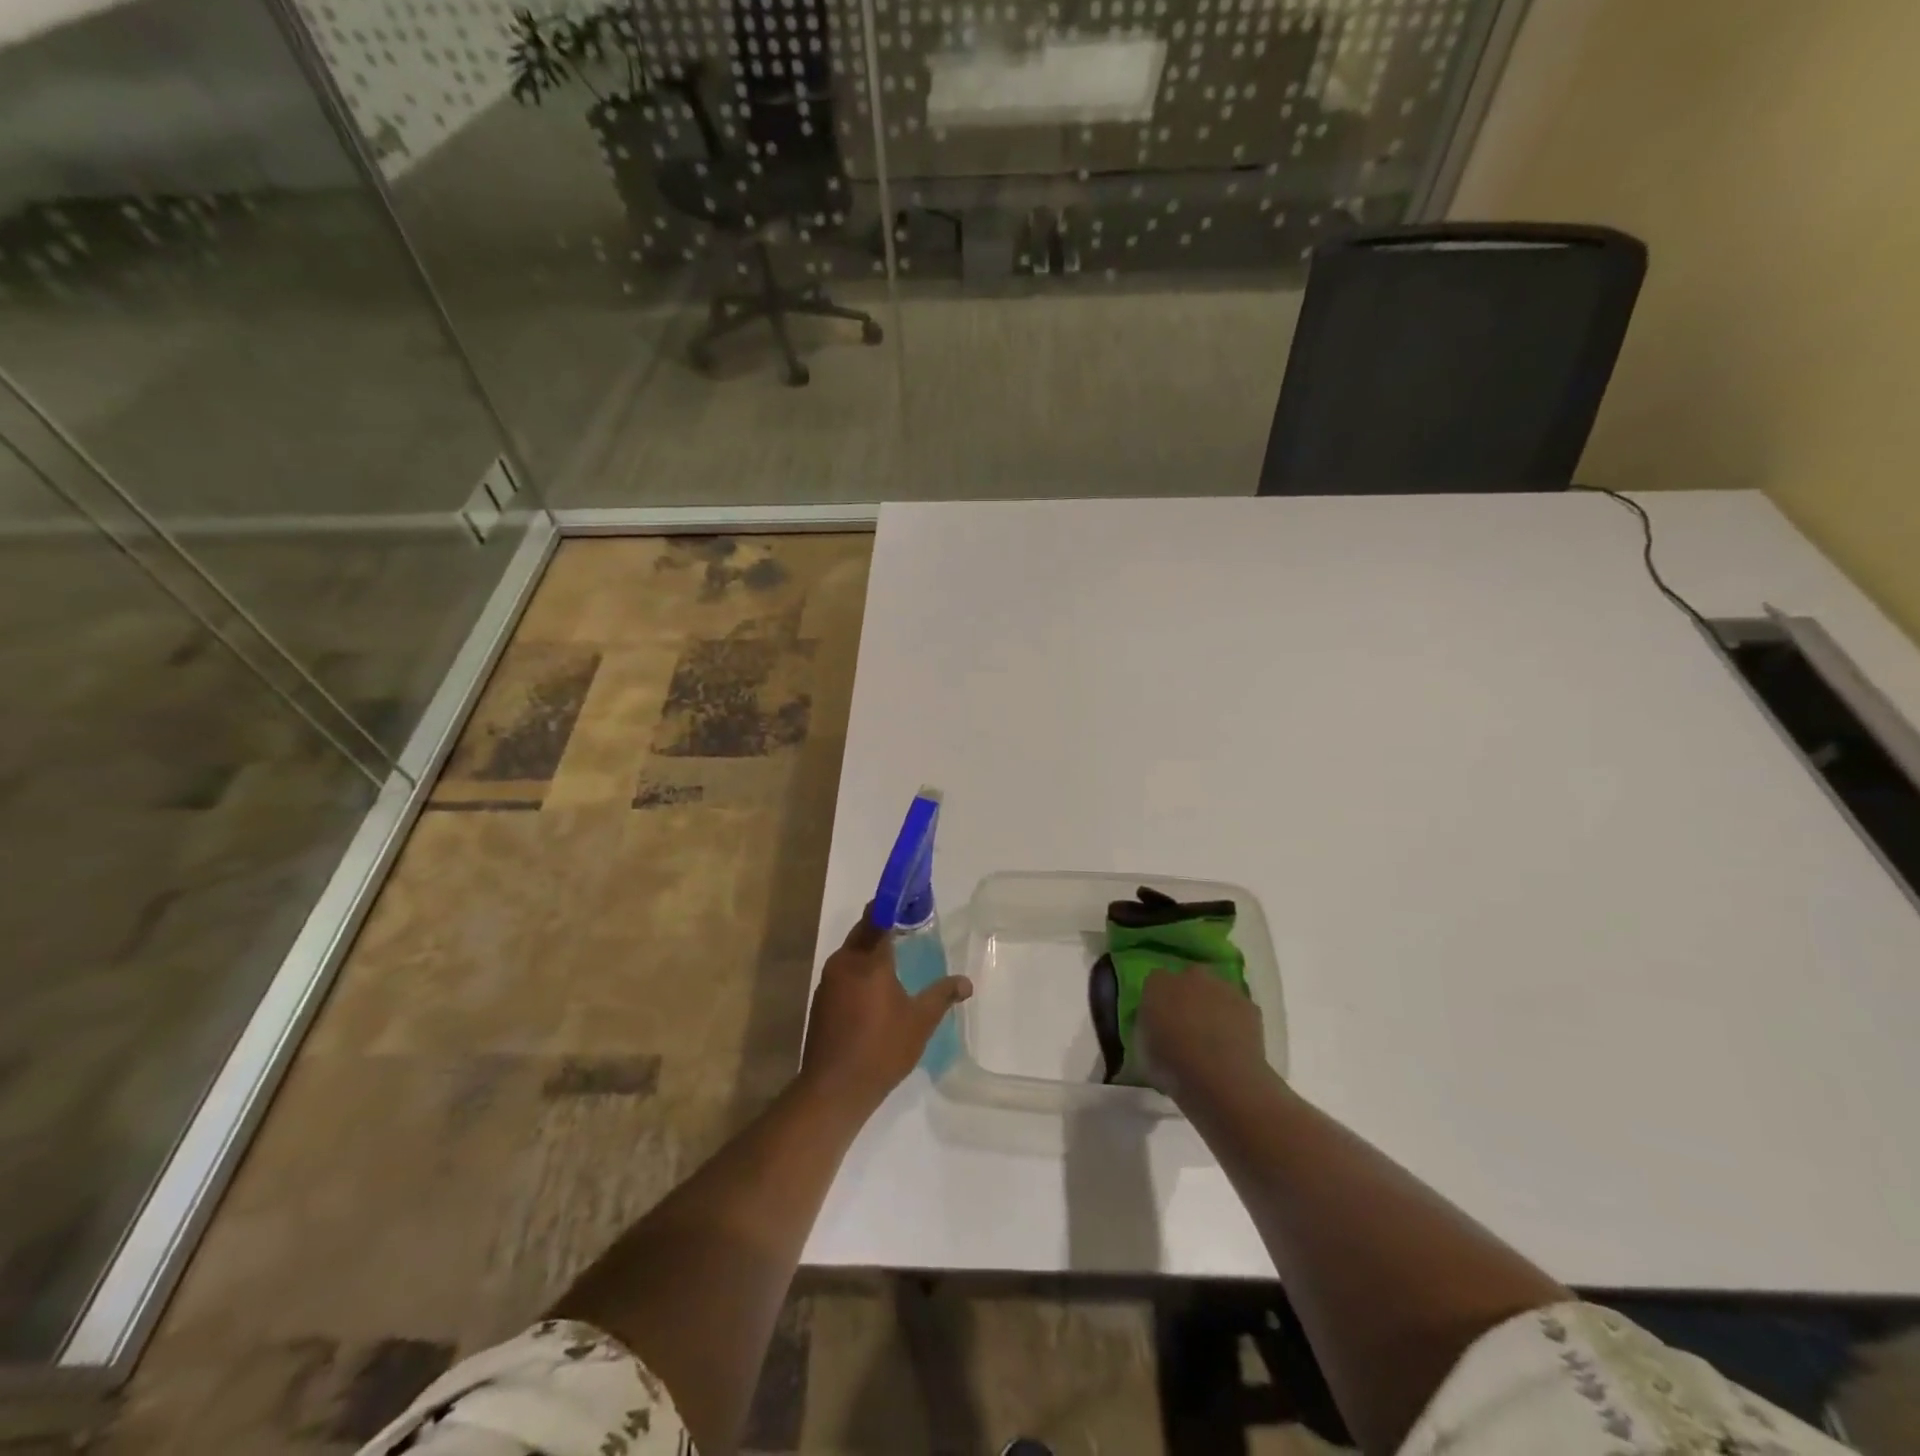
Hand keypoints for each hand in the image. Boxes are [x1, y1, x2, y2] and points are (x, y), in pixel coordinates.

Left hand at [799, 911, 971, 1116]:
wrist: (833, 1089)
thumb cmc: (881, 1049)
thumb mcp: (920, 1021)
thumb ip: (942, 996)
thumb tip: (966, 983)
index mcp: (868, 959)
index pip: (879, 916)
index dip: (894, 904)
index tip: (910, 899)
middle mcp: (844, 962)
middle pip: (864, 931)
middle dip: (883, 924)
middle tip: (909, 926)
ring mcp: (828, 982)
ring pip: (852, 953)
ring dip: (871, 949)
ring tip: (897, 955)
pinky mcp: (821, 1001)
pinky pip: (844, 973)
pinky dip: (860, 970)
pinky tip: (876, 987)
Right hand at [1136, 963, 1268, 1101]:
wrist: (1222, 1078)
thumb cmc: (1171, 1066)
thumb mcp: (1141, 1051)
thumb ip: (1146, 1031)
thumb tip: (1153, 1032)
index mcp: (1158, 984)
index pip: (1155, 981)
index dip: (1158, 999)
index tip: (1159, 1020)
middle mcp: (1190, 977)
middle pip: (1188, 979)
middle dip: (1188, 996)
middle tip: (1186, 1024)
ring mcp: (1223, 988)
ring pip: (1216, 991)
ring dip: (1213, 1006)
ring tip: (1213, 1038)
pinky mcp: (1249, 1006)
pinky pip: (1238, 1010)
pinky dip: (1236, 1022)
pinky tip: (1233, 1045)